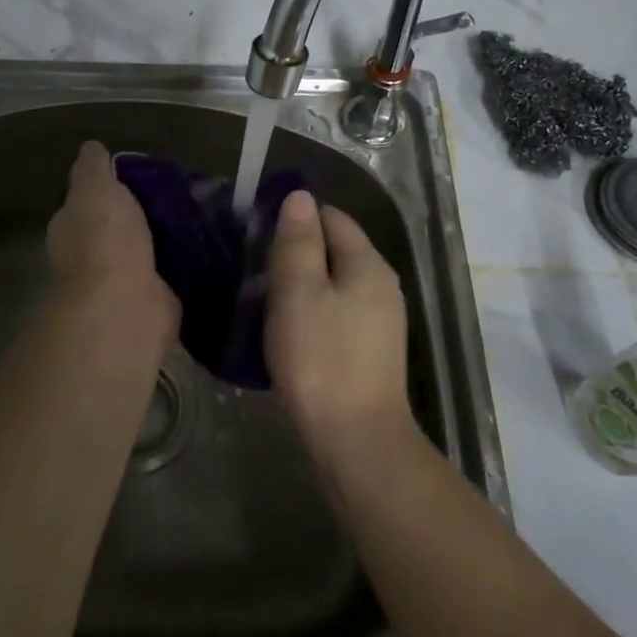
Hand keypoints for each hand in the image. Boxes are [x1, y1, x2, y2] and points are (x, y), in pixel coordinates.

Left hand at [46, 141, 178, 366]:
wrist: (125, 303)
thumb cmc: (104, 238)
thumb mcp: (95, 187)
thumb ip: (93, 167)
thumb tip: (92, 148)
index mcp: (70, 227)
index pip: (86, 201)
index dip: (107, 189)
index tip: (137, 176)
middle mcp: (88, 256)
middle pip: (115, 227)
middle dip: (138, 215)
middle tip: (174, 195)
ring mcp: (118, 281)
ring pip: (142, 249)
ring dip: (161, 239)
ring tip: (194, 216)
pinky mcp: (150, 300)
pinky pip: (165, 273)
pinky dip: (178, 263)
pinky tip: (201, 247)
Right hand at [266, 192, 414, 466]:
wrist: (356, 440)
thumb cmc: (321, 359)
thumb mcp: (298, 292)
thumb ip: (298, 241)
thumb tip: (300, 196)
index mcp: (368, 264)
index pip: (333, 217)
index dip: (296, 217)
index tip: (259, 232)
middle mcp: (382, 285)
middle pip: (337, 248)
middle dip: (298, 249)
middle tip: (254, 266)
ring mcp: (380, 320)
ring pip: (336, 282)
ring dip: (303, 282)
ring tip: (264, 296)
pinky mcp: (371, 349)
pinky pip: (338, 310)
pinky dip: (313, 309)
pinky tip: (289, 328)